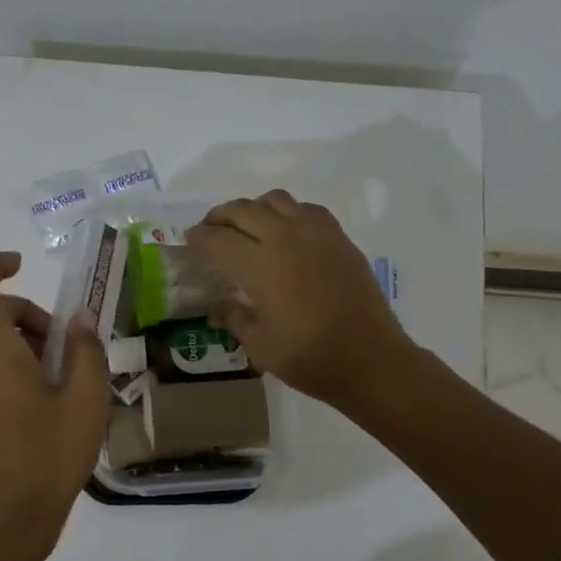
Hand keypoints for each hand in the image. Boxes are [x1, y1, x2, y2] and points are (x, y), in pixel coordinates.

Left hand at [0, 251, 109, 557]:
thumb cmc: (50, 453)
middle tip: (66, 342)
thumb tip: (81, 318)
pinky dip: (14, 361)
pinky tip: (49, 395)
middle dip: (27, 312)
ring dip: (24, 338)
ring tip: (64, 373)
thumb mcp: (86, 398)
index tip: (21, 264)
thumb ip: (86, 349)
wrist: (10, 517)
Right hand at [186, 190, 415, 405]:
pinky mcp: (340, 239)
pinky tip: (287, 232)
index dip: (199, 237)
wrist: (371, 360)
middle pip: (243, 210)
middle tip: (211, 229)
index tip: (189, 240)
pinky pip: (307, 209)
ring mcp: (316, 234)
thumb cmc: (309, 357)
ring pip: (276, 200)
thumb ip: (235, 318)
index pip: (218, 239)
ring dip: (254, 208)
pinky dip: (288, 212)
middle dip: (220, 216)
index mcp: (259, 264)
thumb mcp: (259, 345)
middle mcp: (284, 238)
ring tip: (248, 226)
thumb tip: (218, 308)